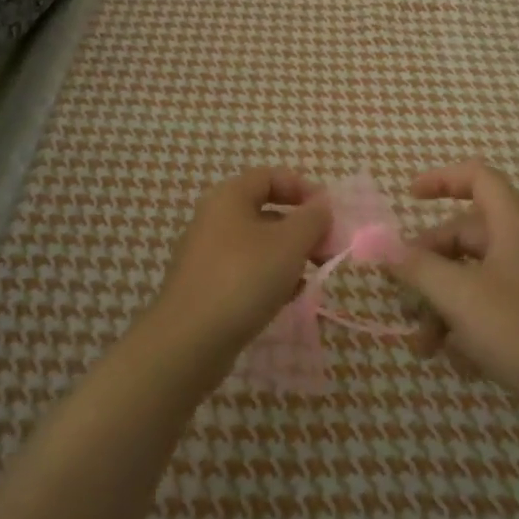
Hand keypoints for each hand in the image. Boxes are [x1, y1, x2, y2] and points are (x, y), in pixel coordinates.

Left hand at [153, 169, 330, 356]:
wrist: (189, 342)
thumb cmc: (244, 278)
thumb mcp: (289, 243)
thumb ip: (313, 218)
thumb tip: (322, 204)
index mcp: (229, 197)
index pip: (270, 177)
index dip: (303, 189)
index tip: (329, 213)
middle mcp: (214, 219)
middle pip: (267, 211)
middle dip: (302, 228)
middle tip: (328, 250)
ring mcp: (208, 254)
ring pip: (259, 244)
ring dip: (290, 255)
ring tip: (312, 276)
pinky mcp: (207, 287)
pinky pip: (246, 271)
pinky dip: (270, 278)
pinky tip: (289, 298)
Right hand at [391, 161, 518, 426]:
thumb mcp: (460, 298)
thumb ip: (419, 269)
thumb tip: (385, 248)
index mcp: (512, 226)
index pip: (478, 178)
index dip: (442, 179)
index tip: (408, 198)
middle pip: (466, 237)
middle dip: (428, 267)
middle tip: (402, 300)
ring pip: (475, 279)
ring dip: (443, 306)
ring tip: (424, 347)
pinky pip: (494, 308)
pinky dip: (469, 326)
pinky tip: (459, 362)